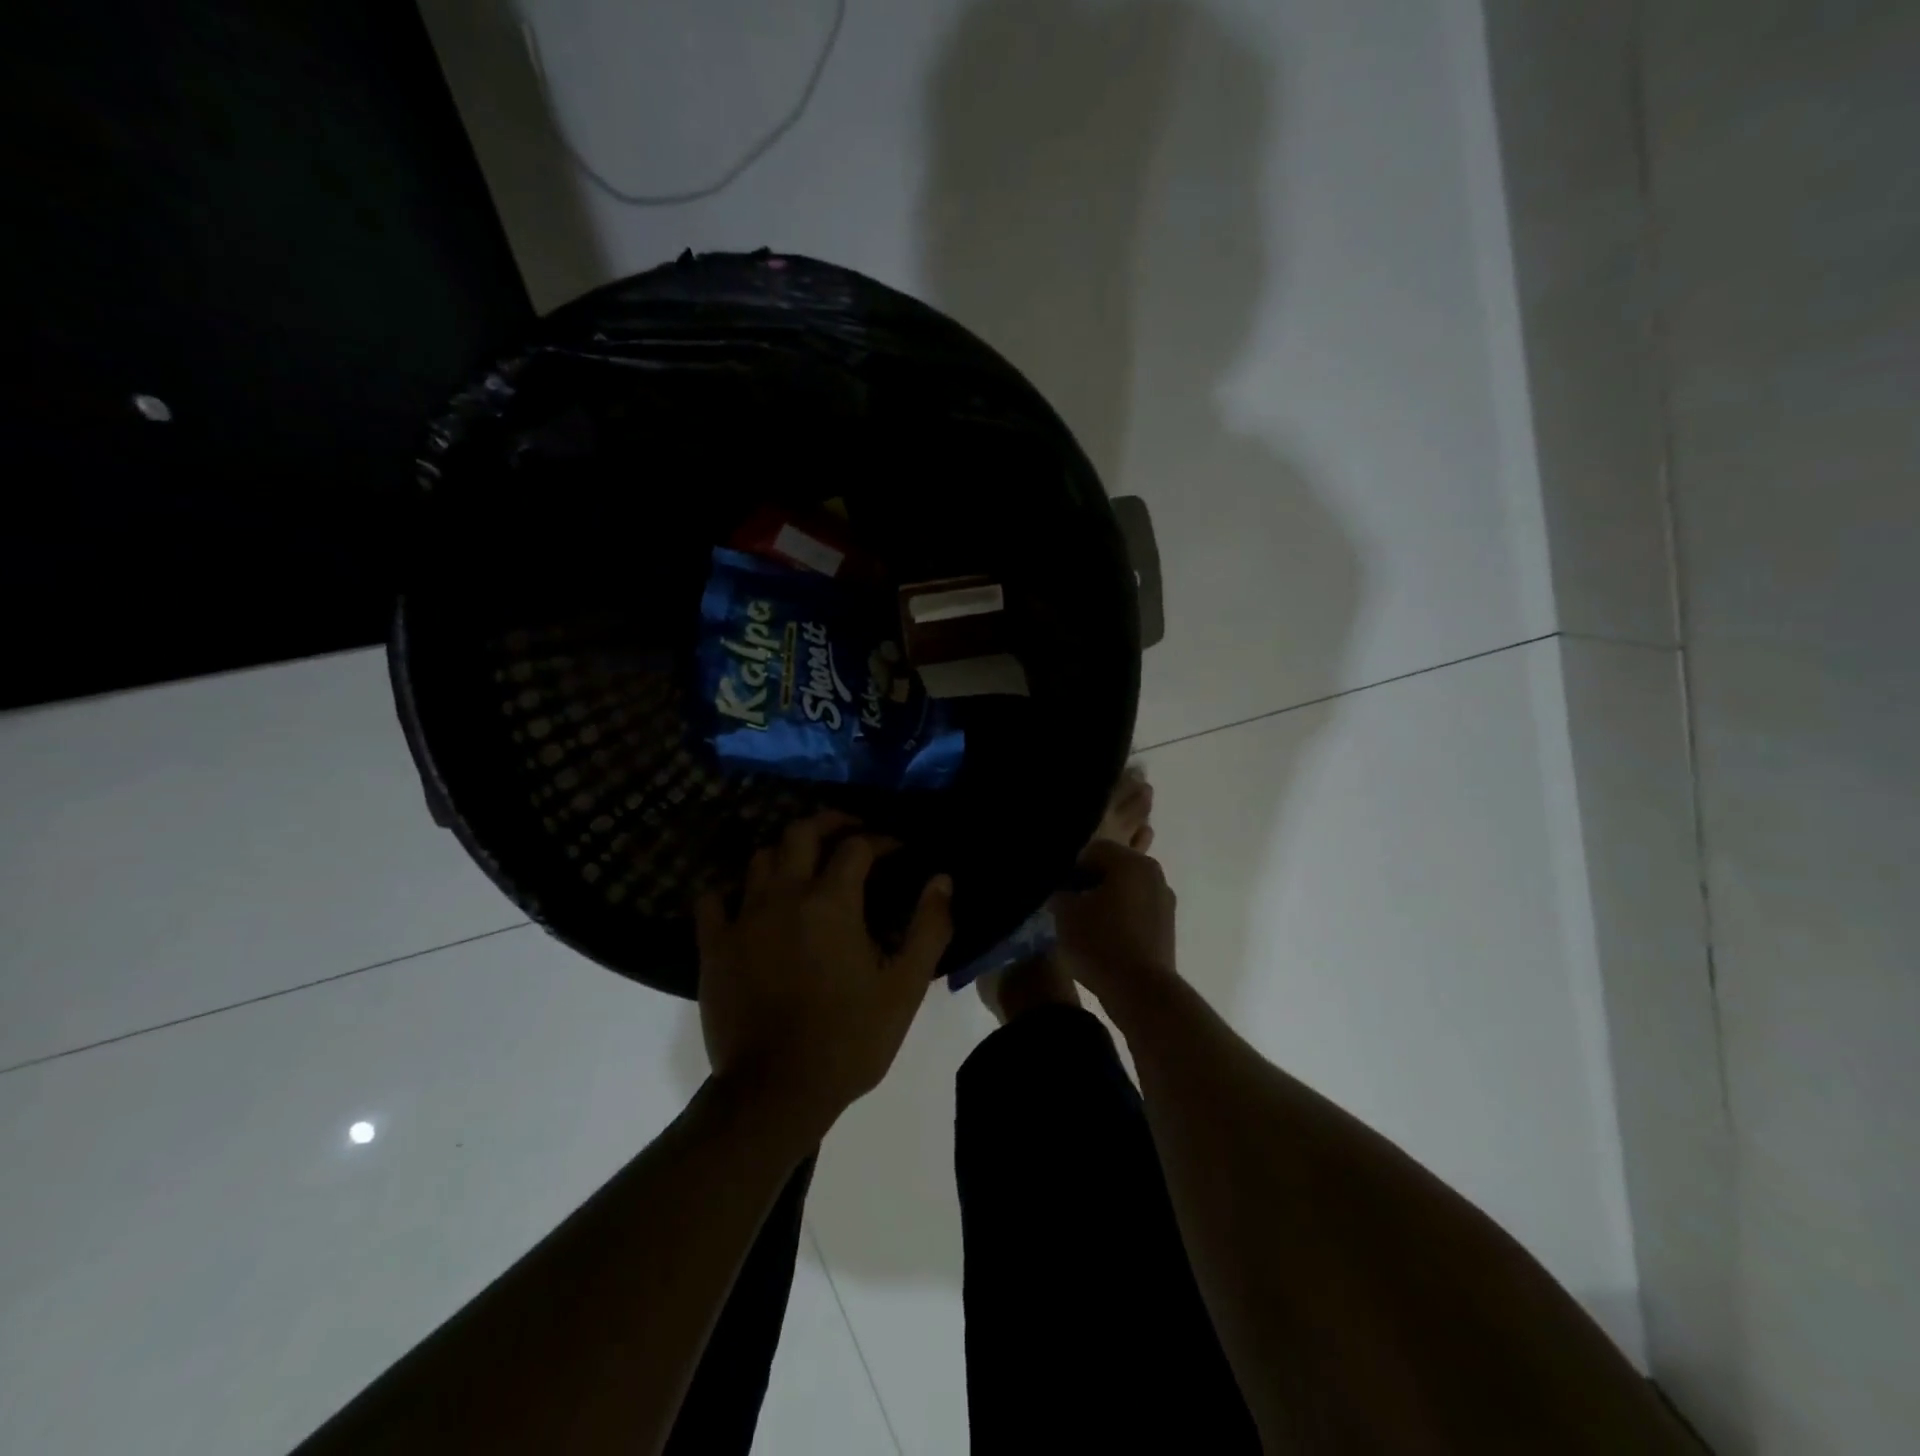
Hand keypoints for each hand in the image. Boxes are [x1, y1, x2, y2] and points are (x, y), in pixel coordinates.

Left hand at [695, 813, 953, 1138]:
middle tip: (851, 831)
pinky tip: (748, 900)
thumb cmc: (850, 1039)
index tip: (898, 850)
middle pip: (801, 832)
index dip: (882, 840)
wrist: (776, 1092)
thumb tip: (942, 879)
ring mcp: (743, 918)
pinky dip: (731, 890)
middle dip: (830, 822)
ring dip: (787, 851)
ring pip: (761, 857)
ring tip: (806, 864)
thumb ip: (929, 927)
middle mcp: (785, 895)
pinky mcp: (714, 946)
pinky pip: (713, 898)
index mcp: (832, 902)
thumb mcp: (905, 987)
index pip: (858, 846)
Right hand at [1052, 838, 1178, 1012]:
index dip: (1070, 868)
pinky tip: (1104, 938)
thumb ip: (1059, 892)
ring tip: (1085, 925)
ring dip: (1105, 900)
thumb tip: (1063, 892)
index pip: (1092, 850)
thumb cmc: (1100, 942)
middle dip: (1088, 883)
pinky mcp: (1167, 926)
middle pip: (1111, 867)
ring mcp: (1164, 900)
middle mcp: (1153, 873)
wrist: (1141, 991)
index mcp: (1130, 862)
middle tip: (1067, 906)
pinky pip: (1136, 910)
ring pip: (1125, 889)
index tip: (1057, 891)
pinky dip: (1120, 917)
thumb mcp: (1064, 913)